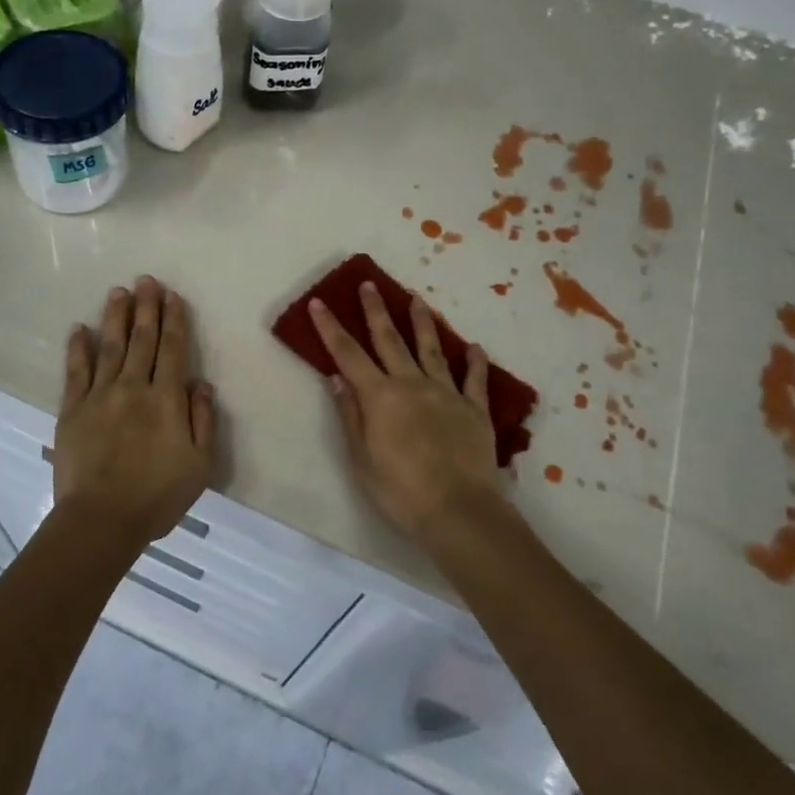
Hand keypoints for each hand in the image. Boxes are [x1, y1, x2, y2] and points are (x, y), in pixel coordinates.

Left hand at [54, 276, 216, 548]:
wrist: (101, 520)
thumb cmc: (157, 496)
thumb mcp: (199, 465)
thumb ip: (202, 421)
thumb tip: (201, 384)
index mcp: (166, 399)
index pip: (172, 349)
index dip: (173, 320)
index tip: (172, 296)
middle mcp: (133, 387)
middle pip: (142, 339)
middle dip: (145, 307)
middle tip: (145, 280)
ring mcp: (99, 396)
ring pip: (109, 346)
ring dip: (115, 317)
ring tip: (118, 292)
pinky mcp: (72, 409)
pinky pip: (75, 371)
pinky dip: (77, 348)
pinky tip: (78, 329)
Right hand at [310, 283, 500, 538]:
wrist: (457, 510)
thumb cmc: (400, 490)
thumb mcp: (361, 458)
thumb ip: (350, 414)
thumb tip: (337, 377)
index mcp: (380, 396)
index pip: (348, 354)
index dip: (331, 327)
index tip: (319, 302)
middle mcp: (412, 384)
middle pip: (390, 340)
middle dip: (376, 311)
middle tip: (369, 285)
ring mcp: (447, 393)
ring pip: (432, 349)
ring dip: (422, 322)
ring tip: (417, 299)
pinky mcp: (475, 409)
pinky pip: (475, 379)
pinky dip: (474, 362)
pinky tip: (474, 347)